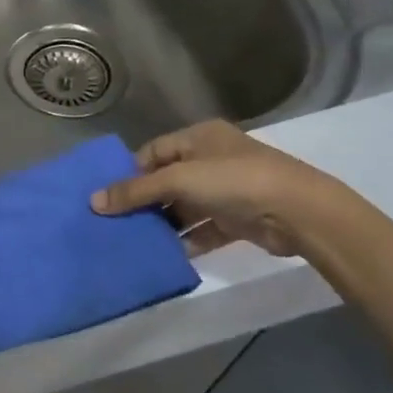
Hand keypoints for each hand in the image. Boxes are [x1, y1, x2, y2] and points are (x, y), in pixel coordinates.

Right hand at [89, 120, 341, 257]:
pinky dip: (186, 241)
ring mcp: (226, 191)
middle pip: (166, 181)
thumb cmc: (234, 181)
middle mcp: (212, 160)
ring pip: (183, 207)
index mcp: (200, 138)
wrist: (298, 212)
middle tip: (113, 223)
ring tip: (133, 241)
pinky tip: (165, 255)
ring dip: (163, 224)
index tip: (106, 196)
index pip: (153, 151)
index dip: (129, 172)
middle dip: (142, 202)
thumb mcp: (179, 180)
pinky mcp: (237, 220)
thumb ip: (136, 191)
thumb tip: (93, 201)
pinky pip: (202, 230)